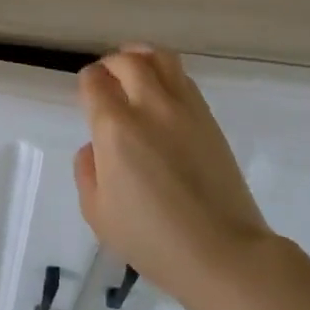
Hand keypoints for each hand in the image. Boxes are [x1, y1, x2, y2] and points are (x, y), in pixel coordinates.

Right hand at [74, 46, 272, 304]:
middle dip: (111, 63)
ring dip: (141, 57)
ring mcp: (184, 108)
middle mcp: (149, 106)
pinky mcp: (209, 117)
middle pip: (127, 60)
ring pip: (161, 57)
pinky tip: (161, 93)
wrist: (222, 252)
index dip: (87, 82)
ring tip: (135, 70)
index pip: (95, 81)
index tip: (87, 94)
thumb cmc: (152, 239)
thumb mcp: (98, 213)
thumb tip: (95, 147)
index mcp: (115, 128)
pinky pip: (183, 78)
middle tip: (107, 79)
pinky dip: (166, 74)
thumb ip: (87, 171)